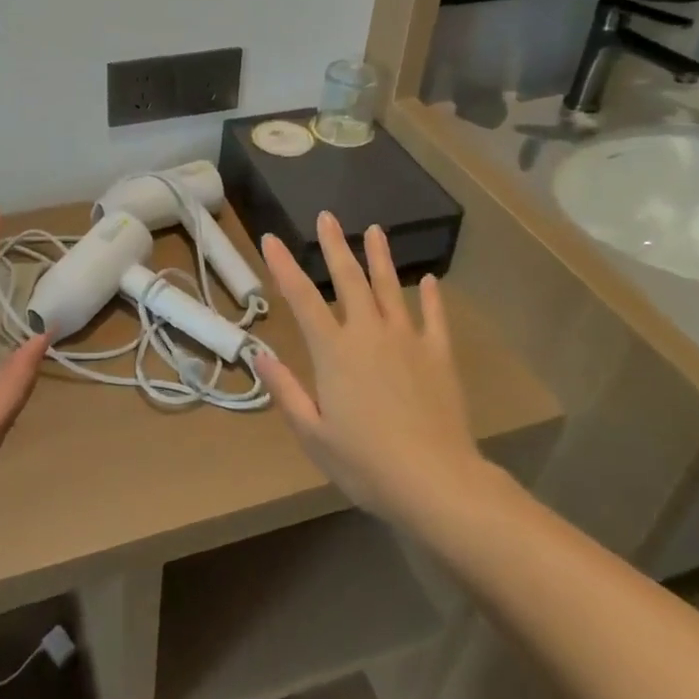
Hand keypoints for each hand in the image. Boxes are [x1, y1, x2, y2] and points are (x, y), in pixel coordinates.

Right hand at [252, 213, 492, 531]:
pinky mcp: (439, 355)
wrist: (436, 481)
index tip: (271, 238)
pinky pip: (434, 317)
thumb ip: (285, 390)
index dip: (283, 266)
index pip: (301, 298)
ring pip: (390, 288)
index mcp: (334, 351)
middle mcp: (368, 333)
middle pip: (349, 280)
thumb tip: (259, 354)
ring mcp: (407, 340)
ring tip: (375, 230)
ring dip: (380, 257)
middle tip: (327, 217)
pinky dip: (431, 297)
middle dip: (335, 246)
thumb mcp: (312, 434)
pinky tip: (429, 280)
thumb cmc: (365, 463)